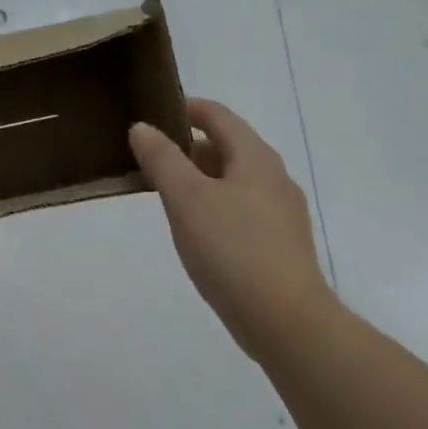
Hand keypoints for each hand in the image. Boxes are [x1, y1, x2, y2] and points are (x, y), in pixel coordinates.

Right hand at [129, 99, 335, 355]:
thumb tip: (142, 127)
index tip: (153, 113)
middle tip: (149, 158)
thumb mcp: (186, 199)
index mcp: (255, 157)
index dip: (185, 108)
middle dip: (188, 147)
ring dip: (200, 178)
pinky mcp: (280, 243)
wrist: (286, 320)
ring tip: (165, 194)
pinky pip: (242, 208)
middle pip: (227, 146)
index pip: (218, 115)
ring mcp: (282, 212)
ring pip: (234, 179)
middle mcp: (274, 177)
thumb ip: (162, 159)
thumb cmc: (232, 249)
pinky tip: (196, 229)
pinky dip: (215, 204)